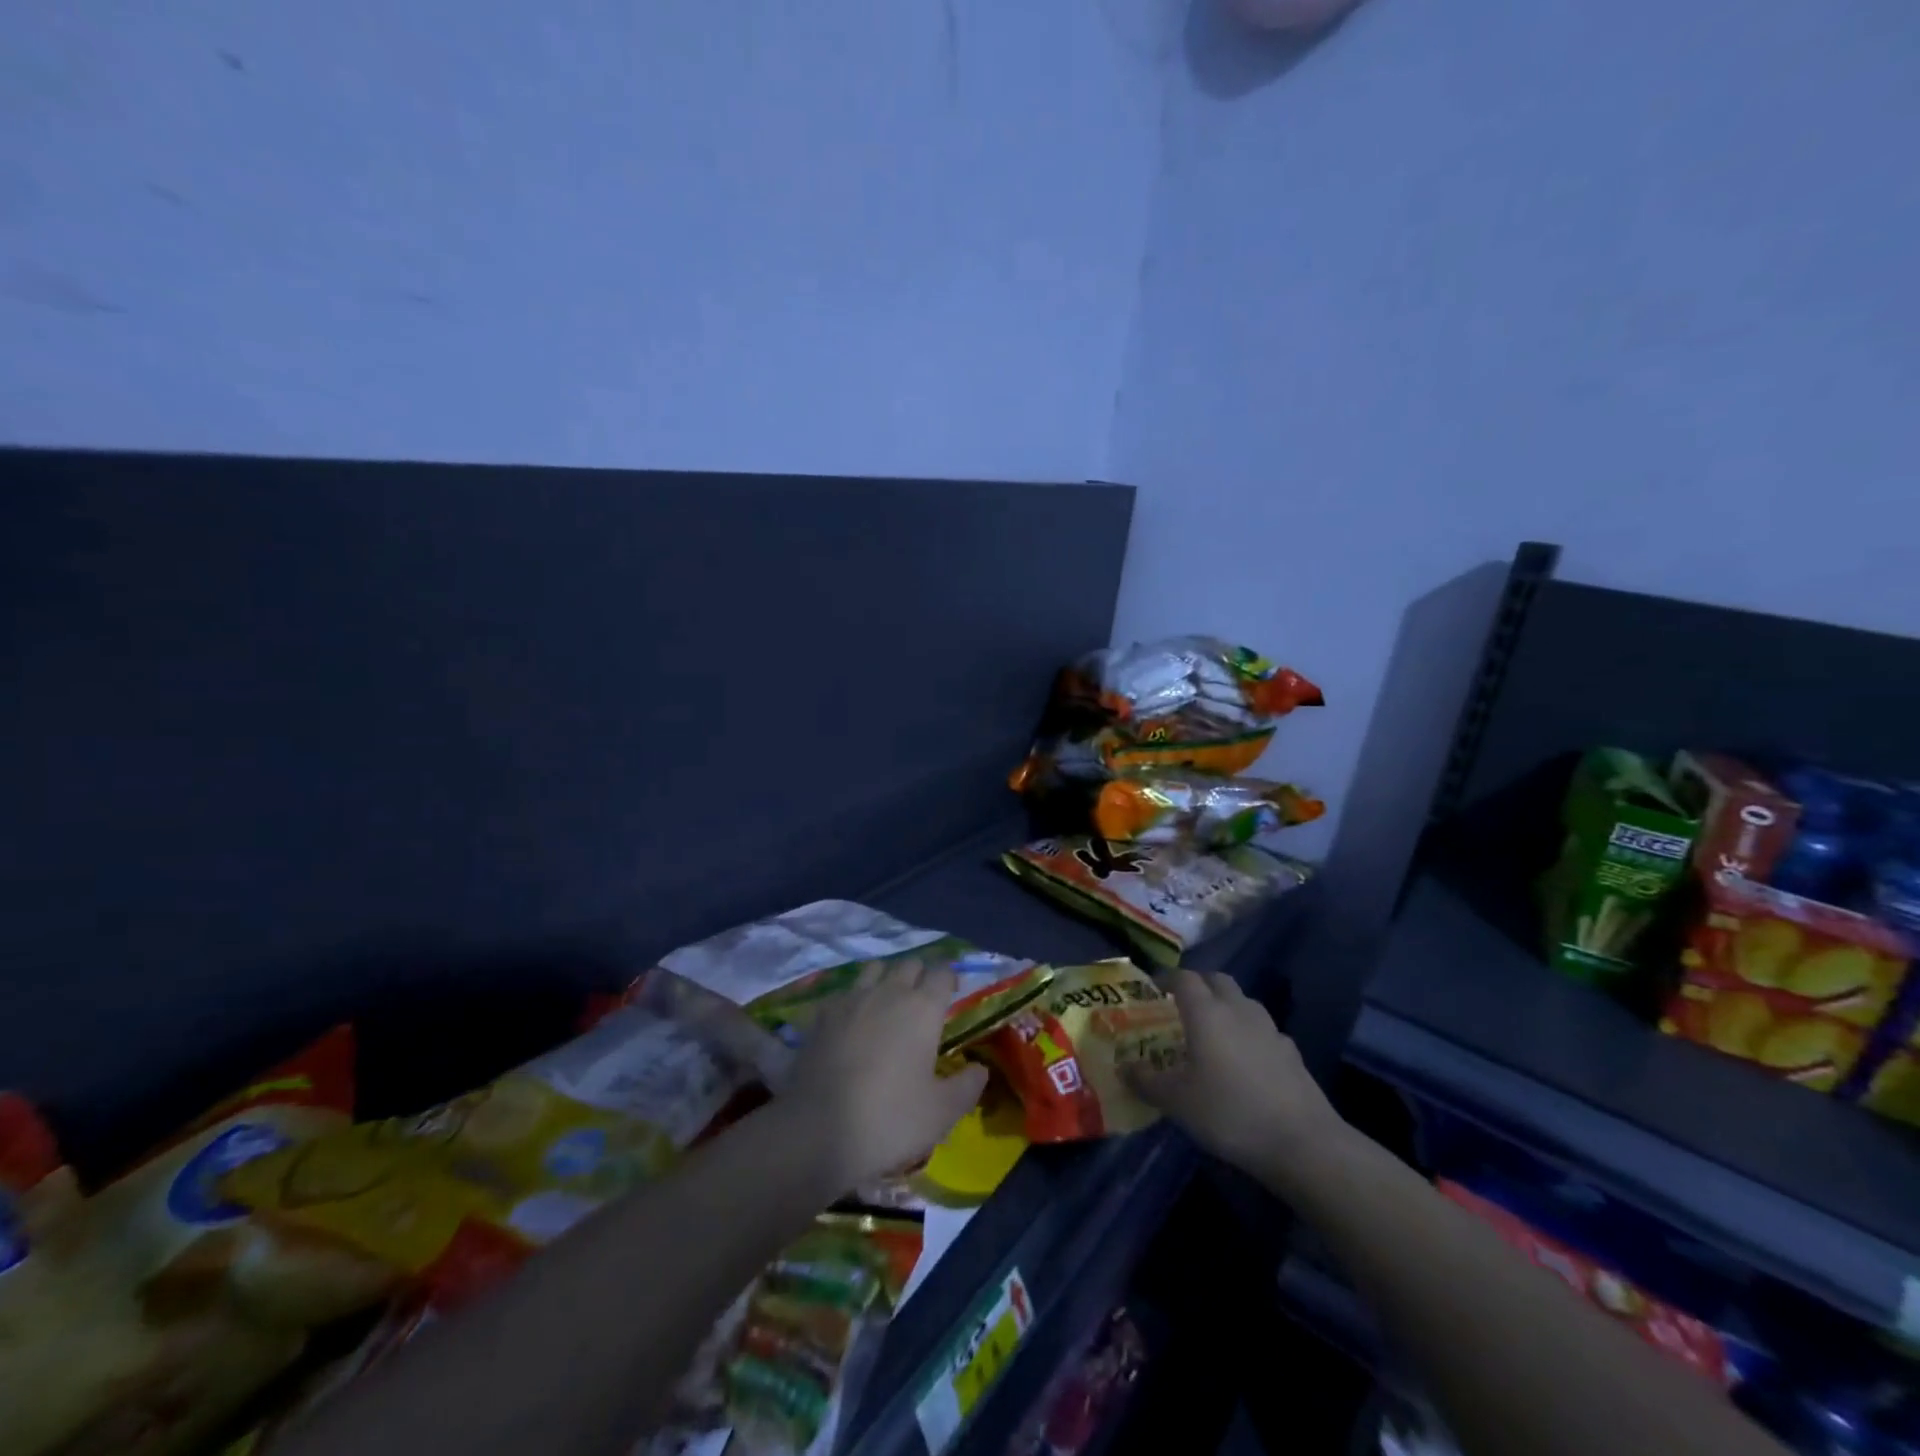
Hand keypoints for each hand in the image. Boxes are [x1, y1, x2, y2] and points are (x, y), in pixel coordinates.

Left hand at [781, 961, 988, 1193]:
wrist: (817, 1130)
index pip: (942, 972)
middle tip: (923, 1003)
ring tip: (887, 1004)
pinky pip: (845, 992)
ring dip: (886, 979)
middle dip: (920, 976)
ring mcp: (851, 999)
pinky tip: (853, 1022)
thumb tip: (980, 1069)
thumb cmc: (889, 1119)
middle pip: (909, 964)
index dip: (950, 979)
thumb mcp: (941, 1113)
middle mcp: (888, 992)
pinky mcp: (822, 1014)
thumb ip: (966, 1086)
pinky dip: (855, 999)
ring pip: (875, 969)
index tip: (953, 994)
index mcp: (922, 1008)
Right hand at [1128, 968, 1341, 1178]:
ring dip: (1226, 1007)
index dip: (1166, 979)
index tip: (1153, 990)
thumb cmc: (1229, 1112)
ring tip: (1213, 1033)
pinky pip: (1263, 1030)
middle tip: (1182, 1006)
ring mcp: (1270, 1029)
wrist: (1302, 1142)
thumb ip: (1146, 1081)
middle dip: (1198, 986)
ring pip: (1243, 1002)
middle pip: (1217, 980)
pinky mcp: (1291, 1052)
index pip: (1183, 978)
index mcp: (1206, 1012)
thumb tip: (1124, 1067)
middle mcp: (1238, 1009)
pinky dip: (1249, 1035)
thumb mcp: (1176, 1102)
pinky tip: (1246, 1062)